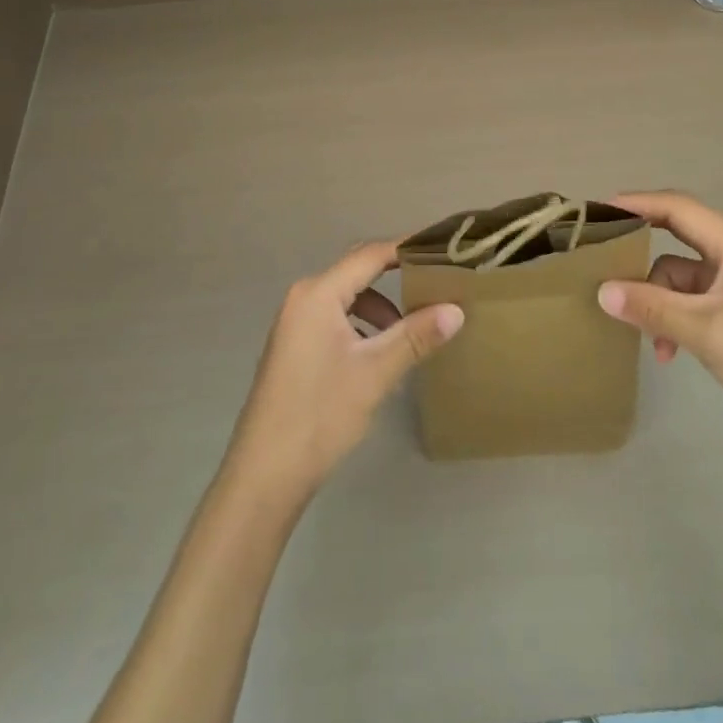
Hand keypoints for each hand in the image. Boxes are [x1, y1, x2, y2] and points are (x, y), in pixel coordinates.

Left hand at [226, 240, 463, 497]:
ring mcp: (295, 323)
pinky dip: (362, 327)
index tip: (442, 248)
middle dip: (396, 277)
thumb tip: (457, 309)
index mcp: (318, 294)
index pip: (370, 255)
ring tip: (411, 333)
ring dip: (381, 309)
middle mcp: (303, 298)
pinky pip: (336, 319)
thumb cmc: (320, 414)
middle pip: (358, 272)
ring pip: (348, 299)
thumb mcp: (375, 372)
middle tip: (436, 283)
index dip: (407, 248)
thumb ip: (416, 336)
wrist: (265, 475)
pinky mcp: (295, 347)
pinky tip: (380, 357)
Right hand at [597, 190, 722, 456]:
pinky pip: (693, 301)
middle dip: (641, 256)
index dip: (636, 203)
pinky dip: (675, 319)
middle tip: (603, 263)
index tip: (598, 210)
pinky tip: (668, 351)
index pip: (677, 208)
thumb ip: (651, 307)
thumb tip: (602, 290)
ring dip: (659, 302)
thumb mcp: (705, 331)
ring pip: (681, 277)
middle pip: (676, 240)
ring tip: (646, 336)